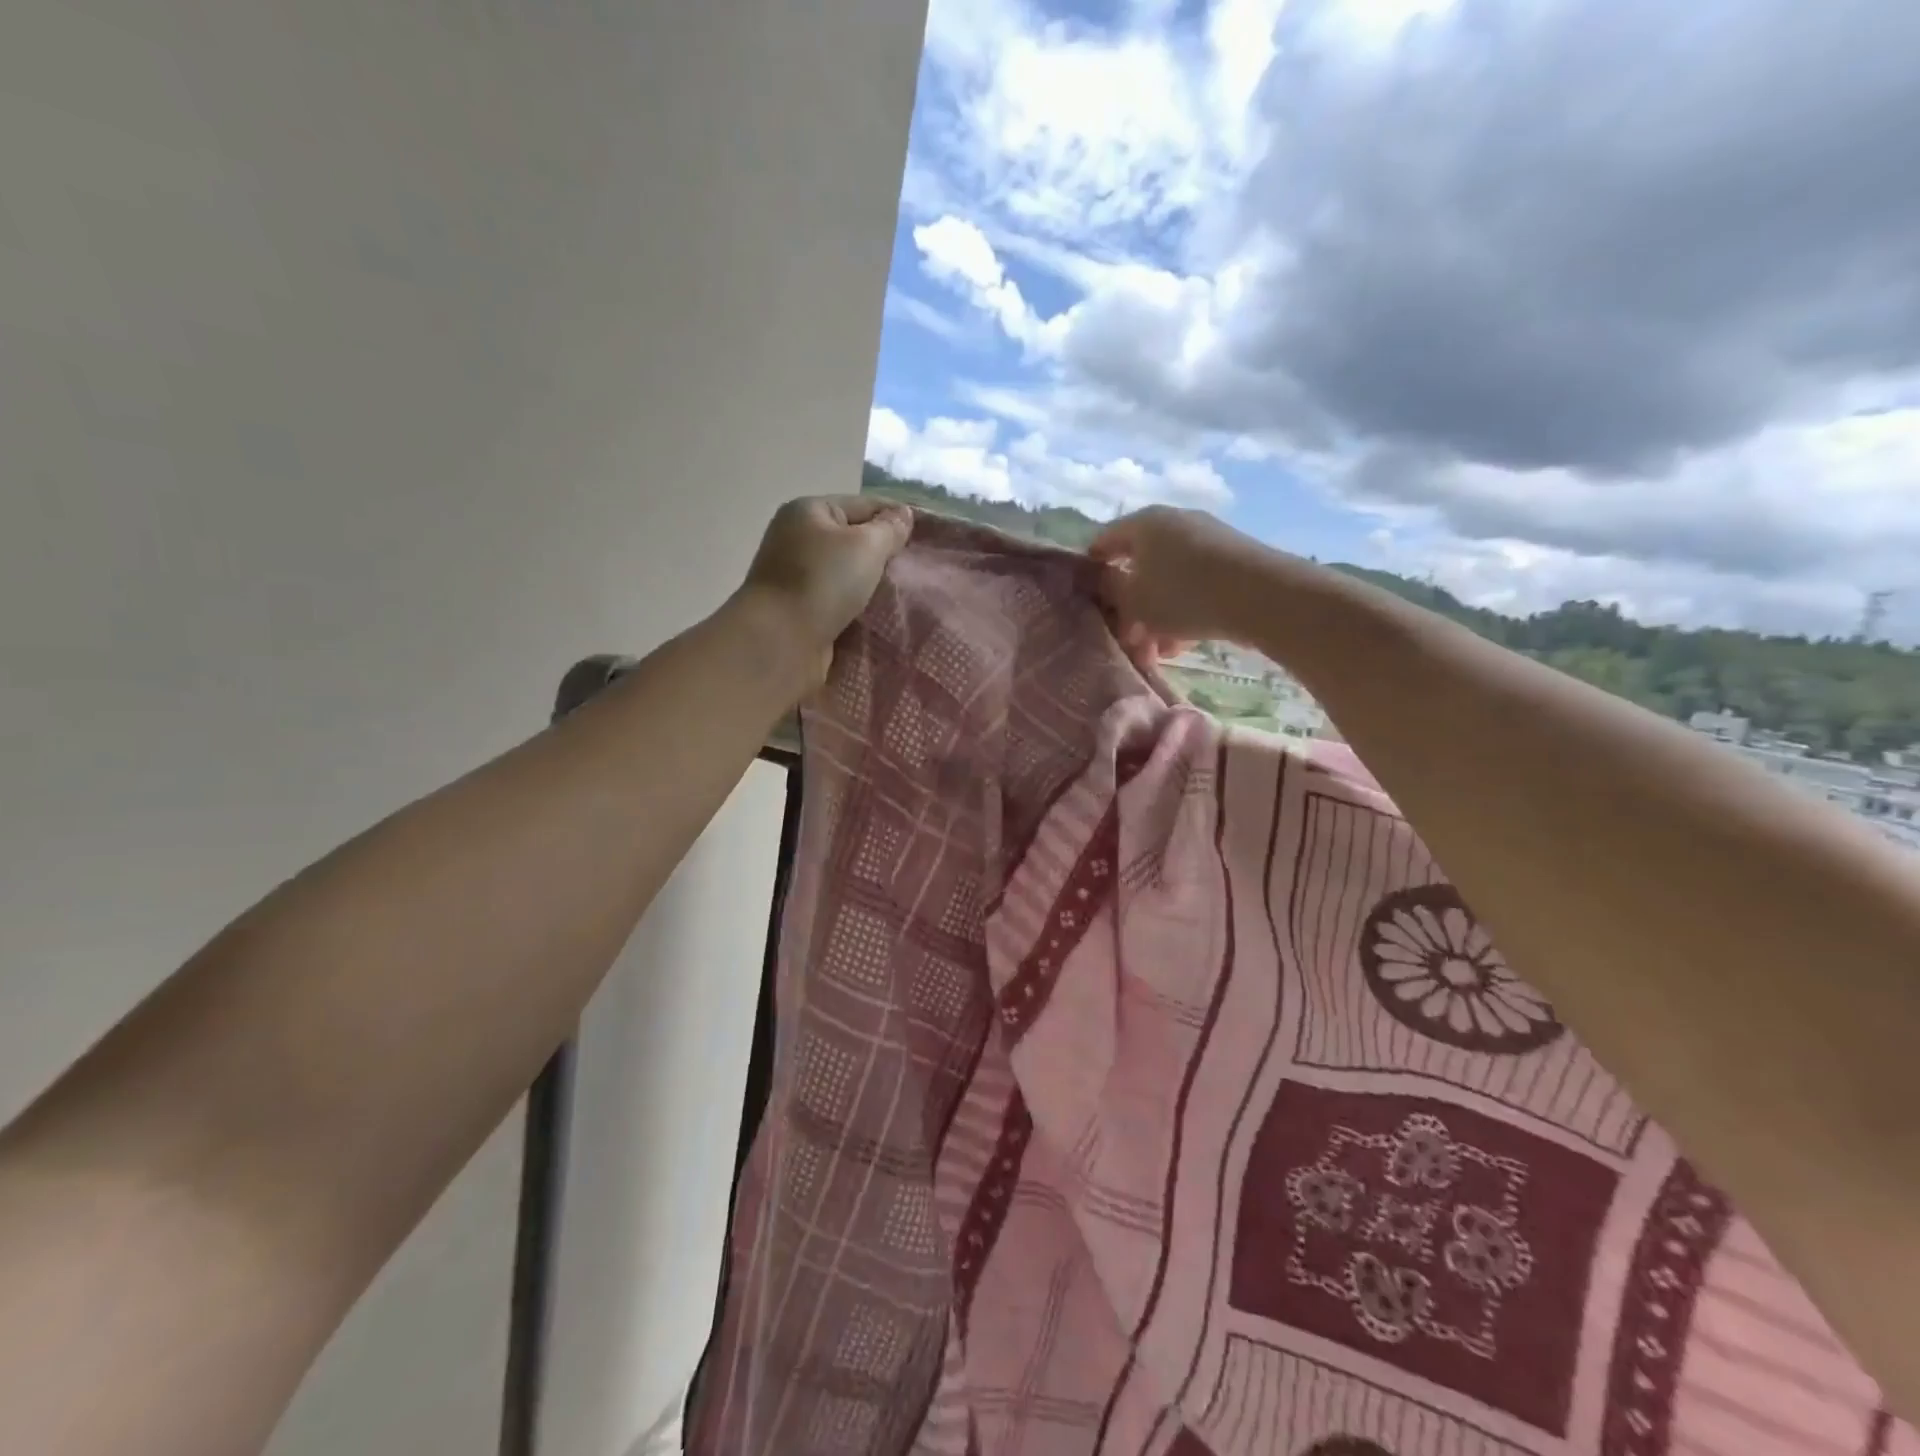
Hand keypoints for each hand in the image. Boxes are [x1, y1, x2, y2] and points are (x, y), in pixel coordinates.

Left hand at [737, 495, 912, 682]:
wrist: (780, 642)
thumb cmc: (822, 583)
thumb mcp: (865, 546)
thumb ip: (889, 528)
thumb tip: (903, 514)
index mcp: (809, 511)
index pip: (864, 505)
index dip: (897, 519)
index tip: (930, 538)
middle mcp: (798, 538)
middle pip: (854, 540)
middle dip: (885, 554)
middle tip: (920, 570)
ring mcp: (797, 576)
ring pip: (848, 573)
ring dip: (872, 584)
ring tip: (906, 594)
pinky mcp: (800, 609)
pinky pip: (839, 600)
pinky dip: (858, 606)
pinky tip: (882, 615)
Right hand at [1090, 506, 1269, 663]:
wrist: (1262, 595)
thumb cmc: (1184, 594)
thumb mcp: (1134, 601)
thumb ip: (1110, 592)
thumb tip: (1100, 583)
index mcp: (1144, 523)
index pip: (1104, 542)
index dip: (1091, 572)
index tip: (1087, 602)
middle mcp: (1174, 523)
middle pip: (1138, 567)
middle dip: (1130, 607)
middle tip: (1127, 639)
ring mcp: (1206, 539)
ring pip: (1167, 581)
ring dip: (1157, 617)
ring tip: (1159, 651)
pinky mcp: (1231, 560)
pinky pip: (1194, 586)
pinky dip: (1184, 612)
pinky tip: (1184, 644)